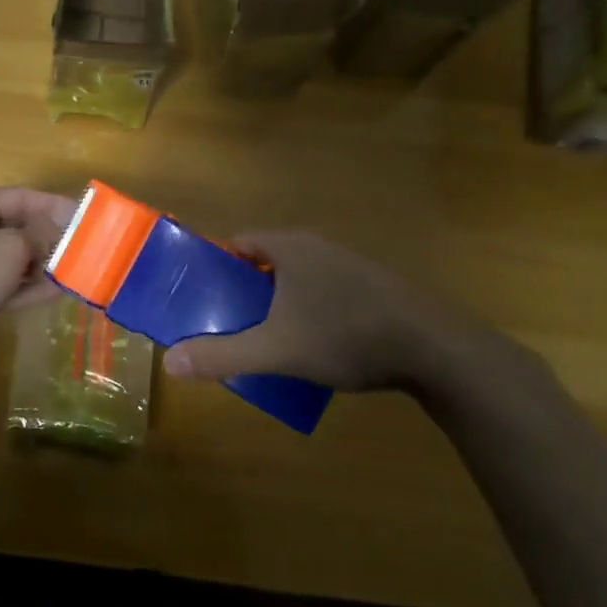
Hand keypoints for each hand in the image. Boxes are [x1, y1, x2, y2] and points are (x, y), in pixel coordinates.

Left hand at [0, 187, 77, 377]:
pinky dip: (29, 286)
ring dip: (44, 264)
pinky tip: (59, 291)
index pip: (20, 197)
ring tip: (78, 270)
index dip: (55, 206)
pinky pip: (6, 283)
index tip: (86, 216)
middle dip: (51, 237)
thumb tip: (59, 232)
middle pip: (18, 227)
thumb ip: (40, 236)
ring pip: (14, 258)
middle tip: (87, 247)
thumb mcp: (10, 248)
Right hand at [161, 231, 506, 394]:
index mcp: (289, 247)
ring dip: (280, 305)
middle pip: (266, 262)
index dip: (216, 267)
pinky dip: (312, 312)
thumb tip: (170, 363)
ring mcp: (350, 266)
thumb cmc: (346, 335)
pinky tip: (318, 347)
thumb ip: (222, 355)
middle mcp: (317, 247)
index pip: (238, 242)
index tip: (203, 298)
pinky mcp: (375, 288)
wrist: (436, 349)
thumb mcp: (276, 349)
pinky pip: (327, 293)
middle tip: (230, 325)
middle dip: (245, 291)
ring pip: (298, 280)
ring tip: (269, 340)